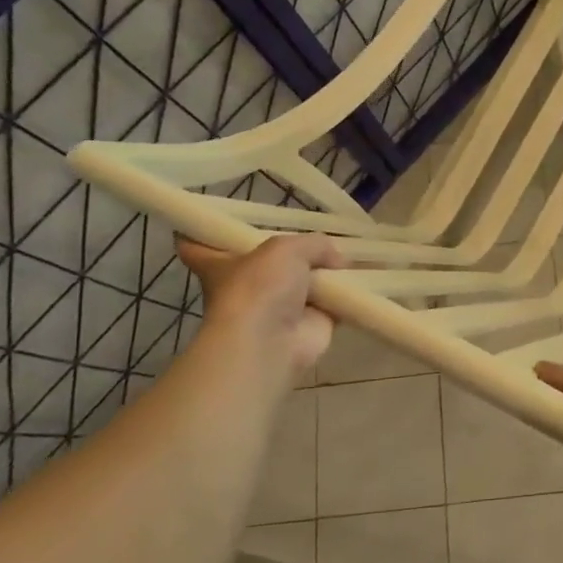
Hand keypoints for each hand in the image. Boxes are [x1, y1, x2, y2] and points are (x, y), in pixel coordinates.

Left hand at [178, 234, 343, 385]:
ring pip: (300, 283)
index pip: (197, 245)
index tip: (221, 221)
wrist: (273, 341)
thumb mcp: (287, 248)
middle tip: (313, 234)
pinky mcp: (307, 325)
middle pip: (262, 263)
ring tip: (350, 254)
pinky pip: (331, 303)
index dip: (205, 232)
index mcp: (219, 264)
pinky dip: (346, 295)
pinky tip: (365, 279)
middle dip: (285, 253)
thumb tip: (337, 261)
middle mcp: (246, 285)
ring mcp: (276, 306)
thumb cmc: (260, 287)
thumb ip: (314, 244)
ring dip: (323, 274)